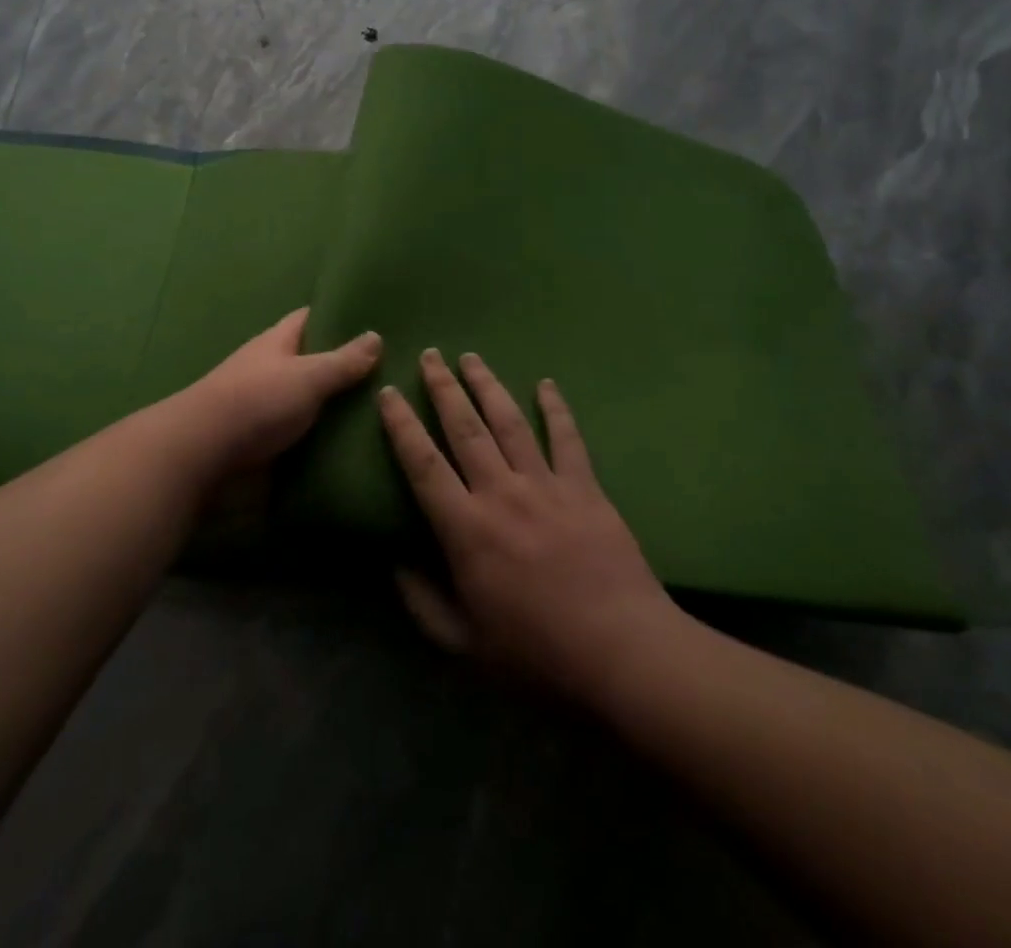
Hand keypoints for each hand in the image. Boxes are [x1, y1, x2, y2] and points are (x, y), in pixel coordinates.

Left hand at [182, 309, 382, 476]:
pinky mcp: (268, 442)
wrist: (204, 455)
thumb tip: (376, 335)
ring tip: (388, 410)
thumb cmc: (256, 402)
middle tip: (396, 373)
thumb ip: (342, 360)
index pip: (311, 318)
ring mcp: (268, 407)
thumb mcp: (307, 376)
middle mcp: (272, 369)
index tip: (377, 320)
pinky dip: (326, 438)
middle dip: (347, 366)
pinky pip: (305, 434)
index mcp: (278, 342)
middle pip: (314, 361)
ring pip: (312, 400)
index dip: (340, 316)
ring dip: (339, 406)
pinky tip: (359, 444)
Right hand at [379, 349, 689, 701]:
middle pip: (464, 428)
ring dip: (487, 386)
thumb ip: (423, 603)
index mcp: (466, 529)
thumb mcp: (465, 644)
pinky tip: (546, 384)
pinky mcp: (585, 489)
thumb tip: (394, 564)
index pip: (422, 463)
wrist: (622, 653)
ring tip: (471, 357)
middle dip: (443, 387)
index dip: (401, 425)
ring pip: (509, 422)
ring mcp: (546, 486)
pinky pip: (567, 439)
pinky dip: (556, 408)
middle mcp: (500, 493)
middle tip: (430, 355)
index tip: (388, 393)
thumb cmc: (537, 654)